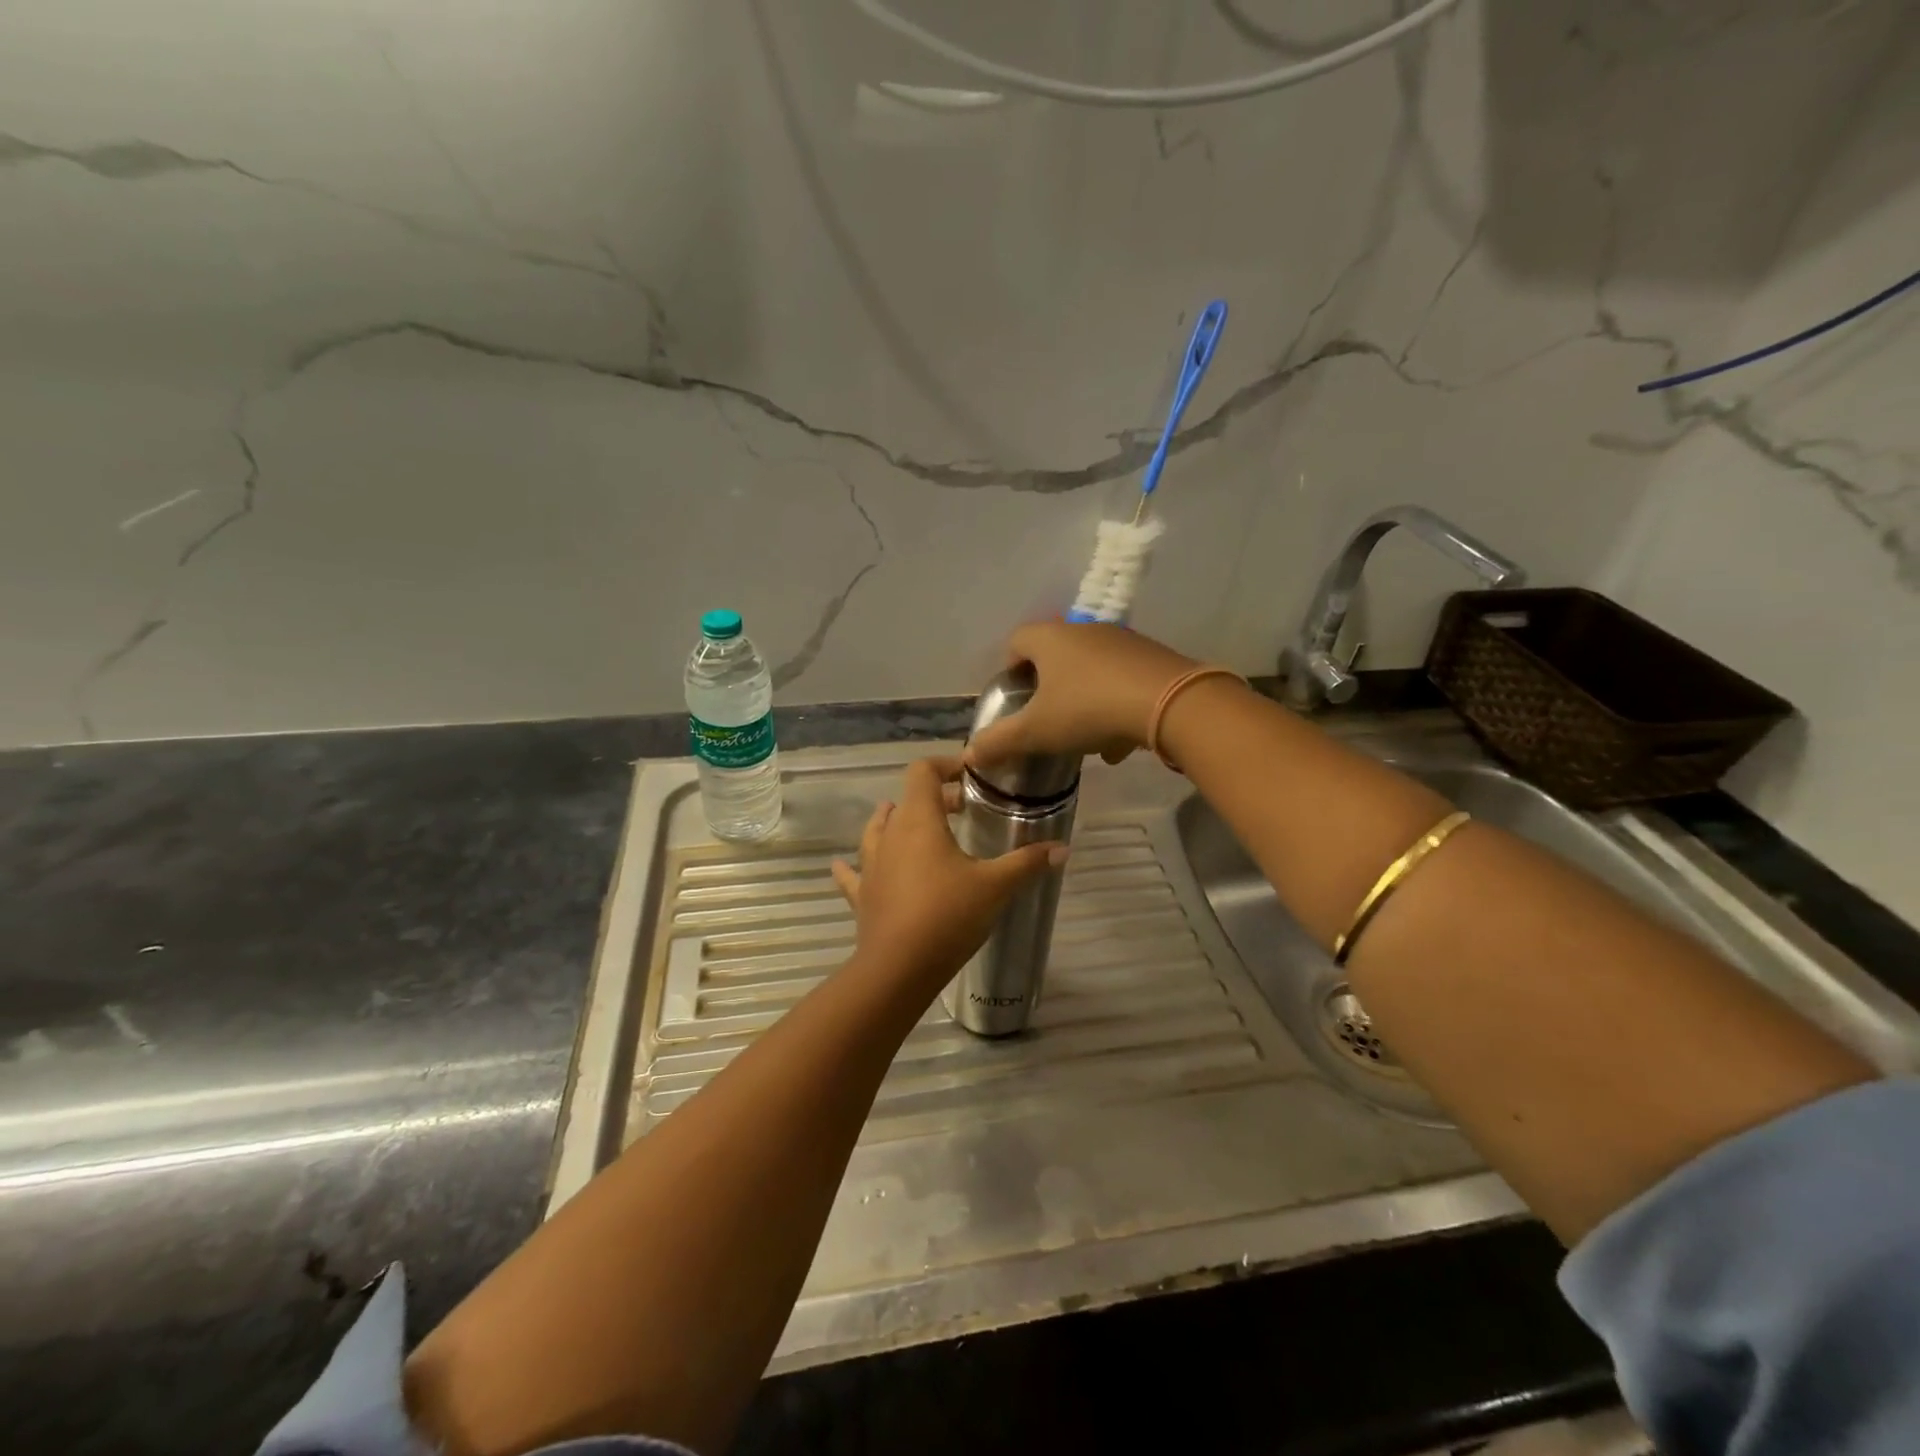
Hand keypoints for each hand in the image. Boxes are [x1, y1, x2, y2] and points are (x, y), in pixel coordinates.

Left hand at [831, 757, 1065, 993]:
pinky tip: (842, 865)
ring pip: (876, 831)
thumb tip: (1063, 849)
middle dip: (933, 799)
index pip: (923, 772)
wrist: (899, 968)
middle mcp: (890, 835)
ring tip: (914, 826)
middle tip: (962, 811)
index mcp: (919, 821)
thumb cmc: (948, 915)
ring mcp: (870, 865)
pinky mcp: (861, 895)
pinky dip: (851, 866)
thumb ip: (1028, 863)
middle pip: (905, 800)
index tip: (970, 776)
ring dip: (894, 822)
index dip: (945, 766)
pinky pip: (852, 873)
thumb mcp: (995, 886)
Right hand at [964, 622, 1197, 771]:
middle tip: (1045, 719)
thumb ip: (1000, 742)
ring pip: (1091, 670)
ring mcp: (1122, 642)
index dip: (1009, 667)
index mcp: (1050, 638)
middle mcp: (1084, 631)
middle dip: (1049, 688)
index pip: (1017, 640)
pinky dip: (1114, 706)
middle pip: (1056, 655)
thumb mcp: (1036, 731)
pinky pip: (1122, 681)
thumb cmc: (1088, 709)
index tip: (1013, 697)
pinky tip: (1119, 742)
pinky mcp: (1152, 658)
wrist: (1170, 704)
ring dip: (1083, 700)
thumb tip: (969, 755)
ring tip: (1083, 739)